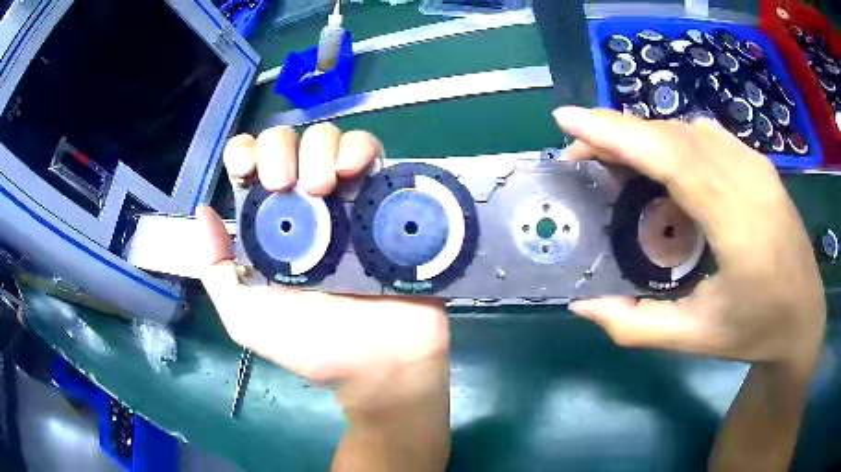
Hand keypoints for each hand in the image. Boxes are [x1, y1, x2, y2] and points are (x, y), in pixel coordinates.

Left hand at [197, 123, 448, 410]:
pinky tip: (353, 171)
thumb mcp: (248, 317)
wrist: (379, 363)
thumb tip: (203, 213)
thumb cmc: (312, 346)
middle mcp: (305, 203)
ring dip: (319, 148)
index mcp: (269, 224)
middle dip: (279, 149)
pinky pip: (372, 151)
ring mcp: (347, 198)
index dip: (245, 153)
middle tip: (286, 187)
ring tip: (323, 188)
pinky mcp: (384, 198)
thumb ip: (217, 271)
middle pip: (287, 139)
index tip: (250, 174)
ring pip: (328, 137)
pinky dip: (360, 148)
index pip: (249, 162)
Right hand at [555, 107, 825, 370]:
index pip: (670, 157)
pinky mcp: (759, 163)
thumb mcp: (694, 338)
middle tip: (582, 154)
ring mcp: (756, 165)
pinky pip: (707, 136)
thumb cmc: (755, 331)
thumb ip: (636, 325)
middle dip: (619, 133)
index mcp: (737, 224)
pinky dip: (674, 140)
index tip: (567, 120)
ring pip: (688, 130)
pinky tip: (664, 165)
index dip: (616, 132)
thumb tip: (582, 306)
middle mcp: (748, 179)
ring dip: (646, 137)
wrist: (804, 316)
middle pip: (673, 135)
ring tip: (618, 162)